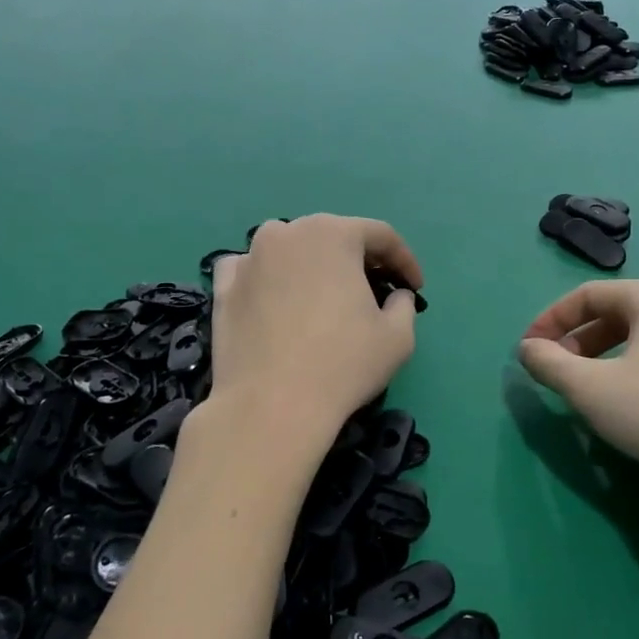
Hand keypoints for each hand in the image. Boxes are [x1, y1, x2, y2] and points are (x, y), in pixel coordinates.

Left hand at [209, 215, 421, 436]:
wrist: (271, 406)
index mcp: (333, 234)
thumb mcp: (398, 337)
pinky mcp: (223, 287)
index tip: (414, 286)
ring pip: (289, 249)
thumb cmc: (343, 365)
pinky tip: (276, 300)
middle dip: (358, 260)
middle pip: (332, 237)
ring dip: (312, 265)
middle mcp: (287, 232)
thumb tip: (397, 296)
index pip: (380, 235)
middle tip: (374, 289)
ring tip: (324, 295)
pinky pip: (252, 269)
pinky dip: (268, 277)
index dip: (404, 260)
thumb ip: (404, 305)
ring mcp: (249, 258)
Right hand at [518, 280, 638, 507]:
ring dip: (612, 357)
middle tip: (561, 372)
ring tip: (596, 390)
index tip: (529, 350)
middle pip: (622, 313)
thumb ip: (549, 363)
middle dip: (582, 341)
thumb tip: (528, 349)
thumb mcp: (589, 389)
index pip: (589, 295)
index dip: (551, 320)